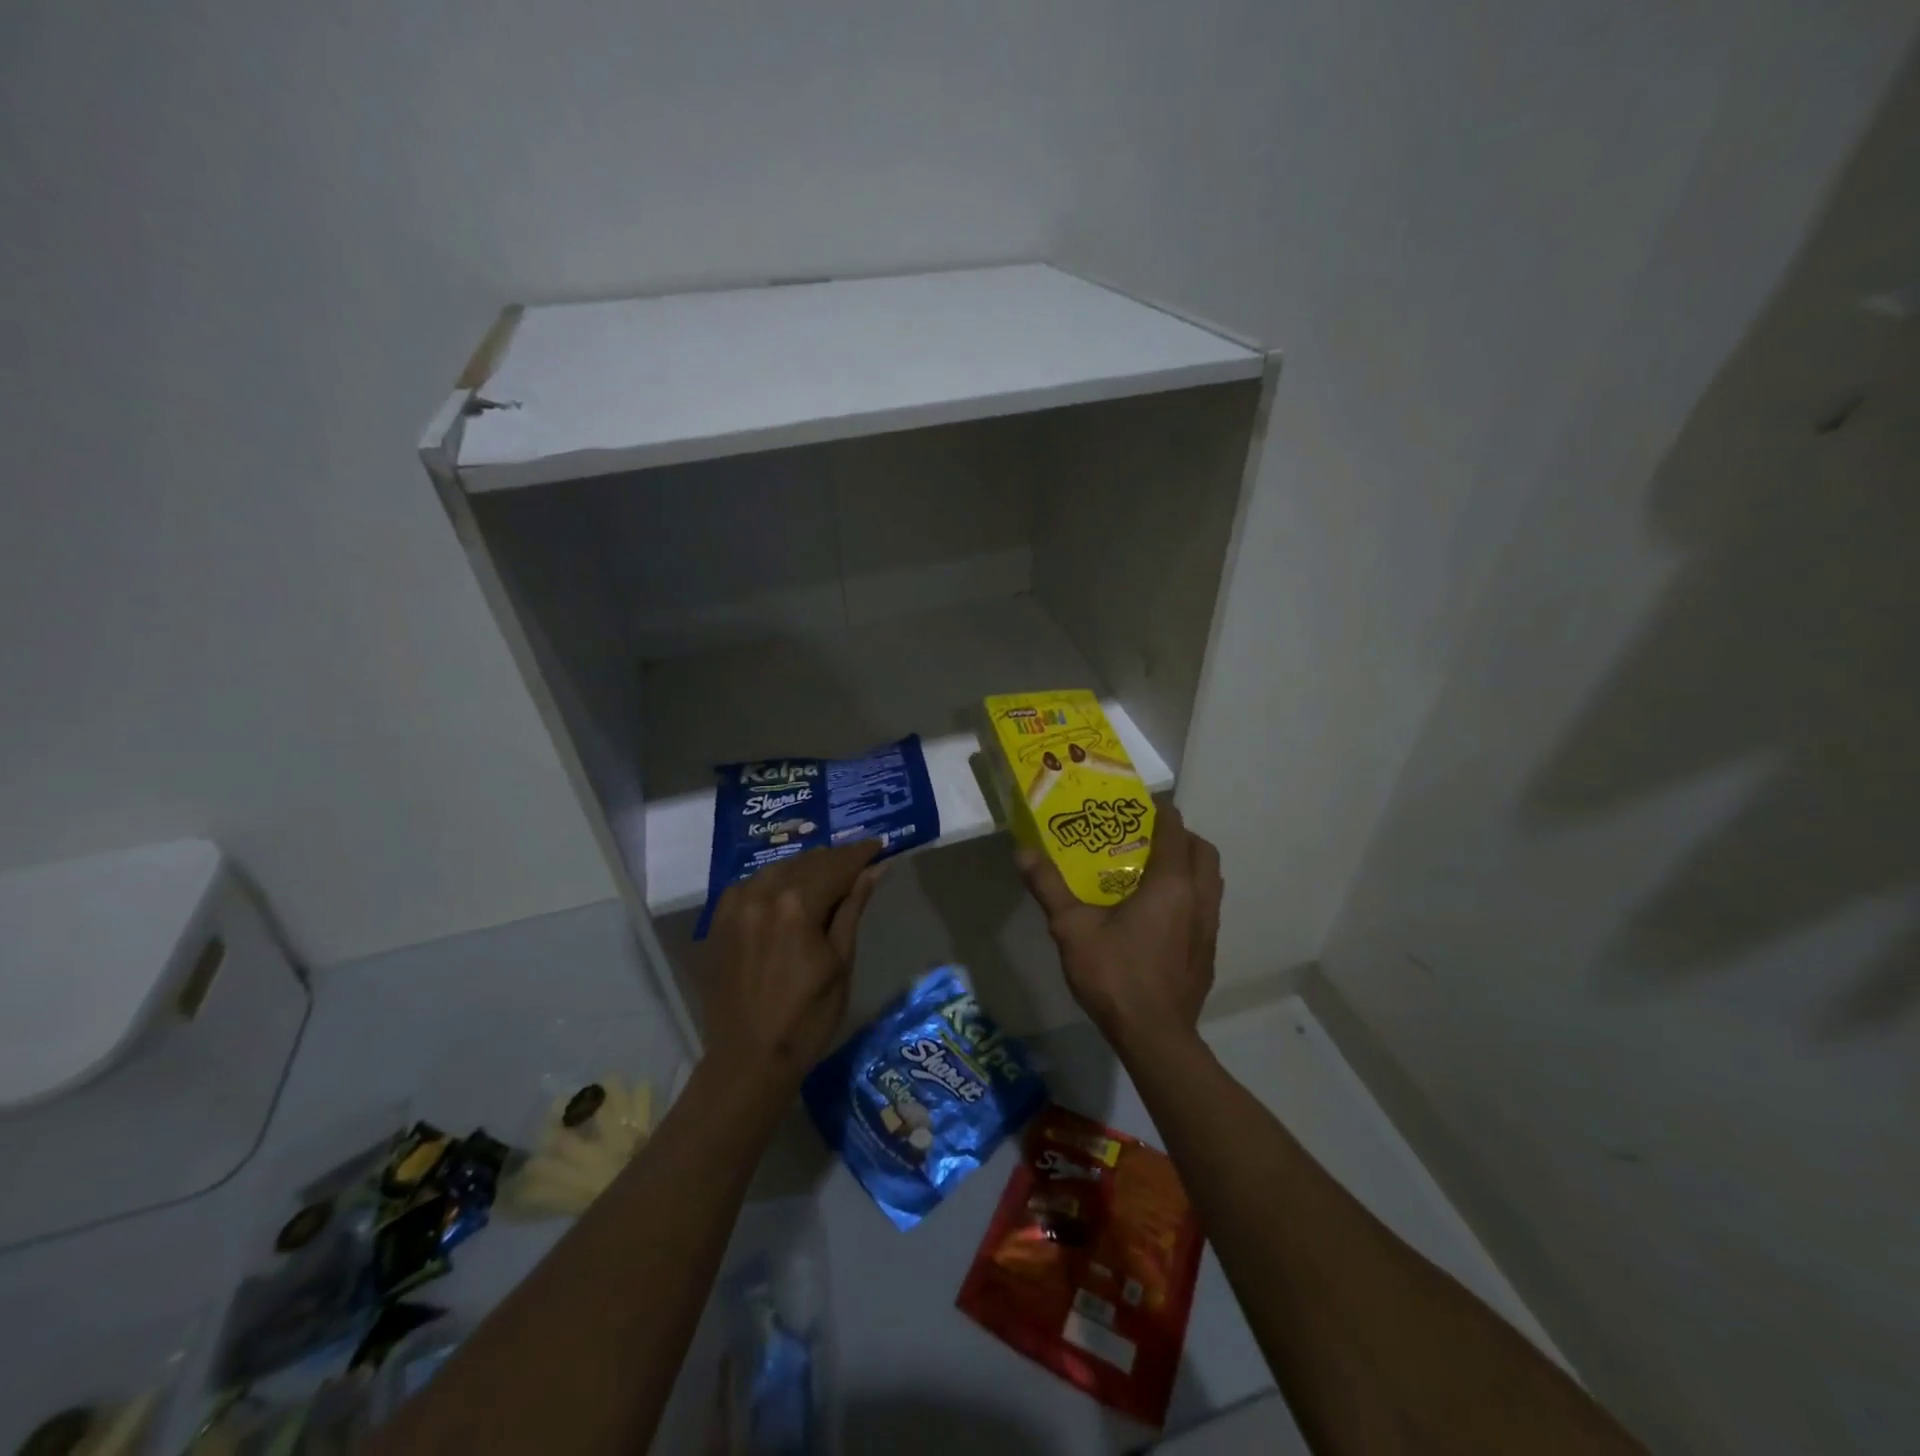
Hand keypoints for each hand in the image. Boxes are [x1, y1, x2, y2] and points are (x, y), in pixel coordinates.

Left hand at [701, 841, 884, 1097]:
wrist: (748, 1060)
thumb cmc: (807, 1018)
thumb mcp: (840, 962)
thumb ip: (853, 909)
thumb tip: (874, 870)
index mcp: (796, 906)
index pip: (836, 866)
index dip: (860, 854)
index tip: (879, 845)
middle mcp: (762, 895)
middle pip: (806, 863)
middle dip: (835, 859)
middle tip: (859, 861)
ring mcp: (735, 907)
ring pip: (778, 869)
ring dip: (805, 868)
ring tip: (828, 874)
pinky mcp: (719, 922)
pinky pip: (751, 885)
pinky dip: (774, 881)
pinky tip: (787, 890)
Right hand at [1018, 804, 1222, 1061]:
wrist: (1155, 1037)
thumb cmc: (1115, 974)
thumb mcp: (1071, 928)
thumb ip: (1049, 887)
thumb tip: (1023, 852)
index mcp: (1170, 883)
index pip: (1174, 830)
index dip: (1160, 811)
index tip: (1140, 803)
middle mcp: (1198, 898)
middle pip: (1202, 851)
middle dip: (1180, 836)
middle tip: (1147, 837)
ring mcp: (1209, 927)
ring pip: (1210, 880)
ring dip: (1189, 866)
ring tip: (1153, 871)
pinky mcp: (1209, 951)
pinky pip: (1206, 906)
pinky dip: (1190, 895)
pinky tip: (1159, 915)